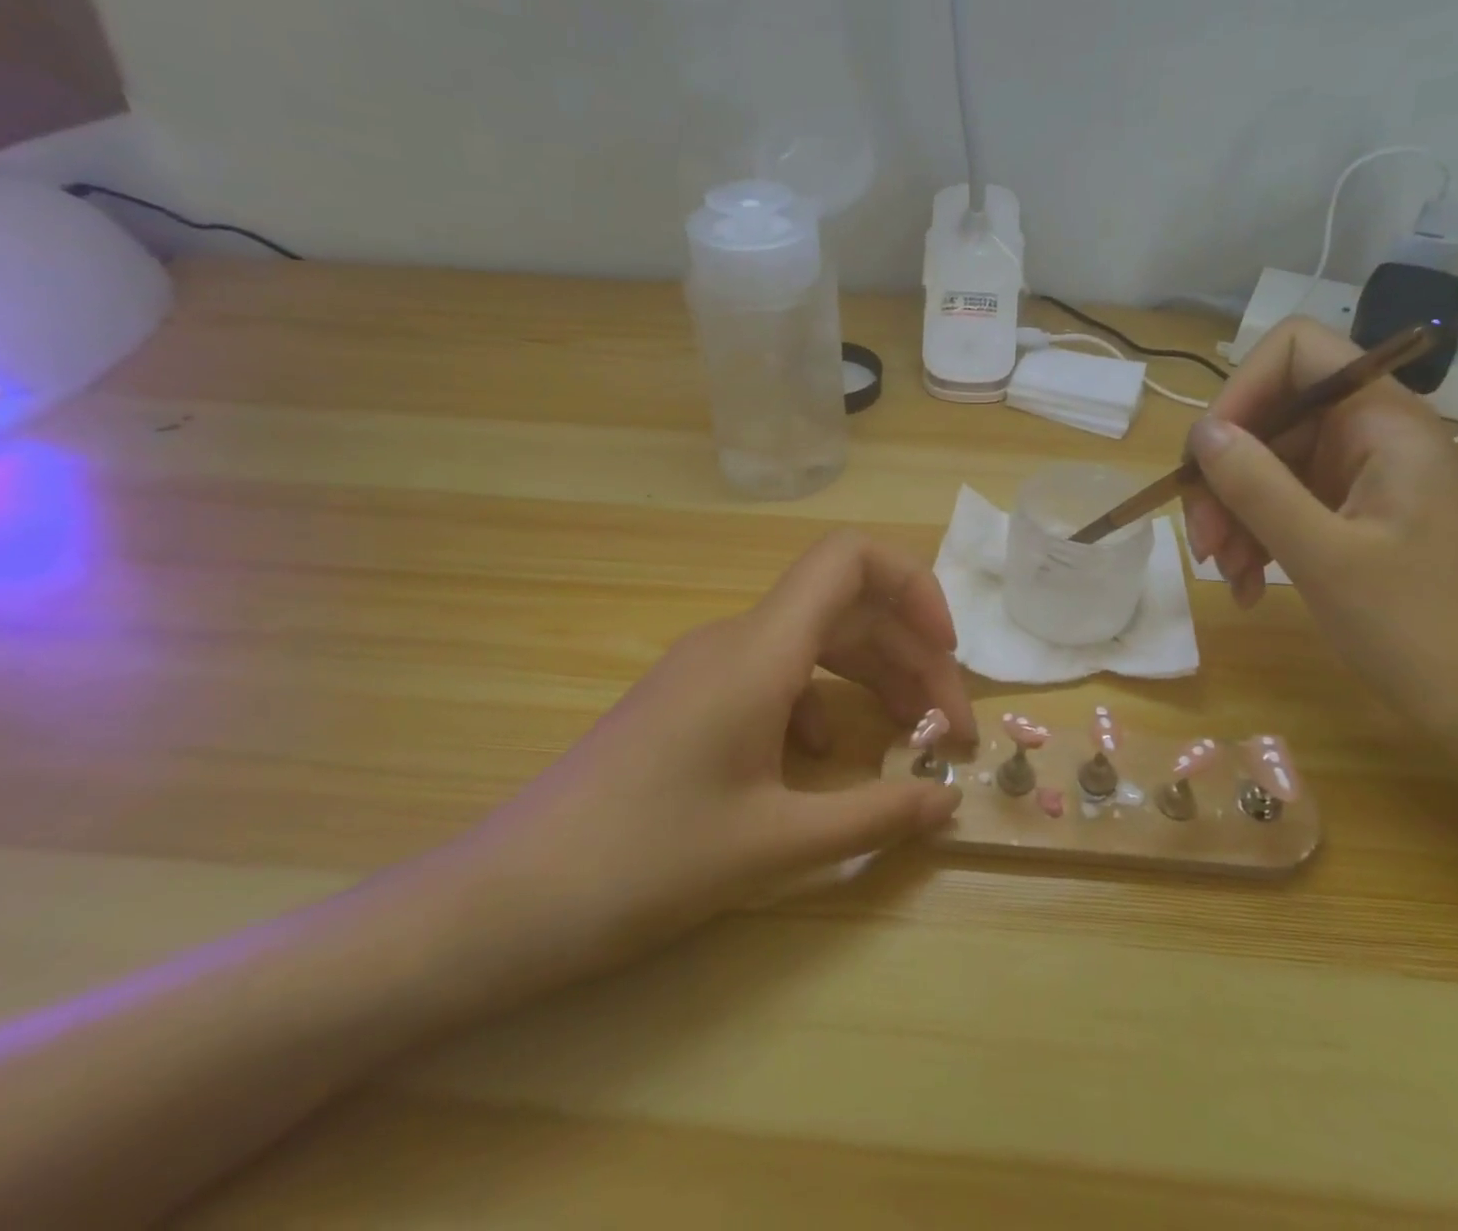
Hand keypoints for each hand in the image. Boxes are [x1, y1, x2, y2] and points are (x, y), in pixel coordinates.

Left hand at [433, 531, 974, 996]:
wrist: (508, 898)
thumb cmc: (645, 862)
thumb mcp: (775, 844)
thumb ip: (874, 817)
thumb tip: (948, 804)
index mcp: (760, 651)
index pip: (850, 559)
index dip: (913, 586)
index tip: (947, 652)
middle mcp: (737, 640)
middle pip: (848, 610)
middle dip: (910, 659)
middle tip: (949, 733)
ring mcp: (710, 668)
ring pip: (816, 646)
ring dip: (872, 683)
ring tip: (909, 744)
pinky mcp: (692, 699)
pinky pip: (778, 679)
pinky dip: (823, 706)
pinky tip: (827, 762)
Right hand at [1179, 318, 1457, 742]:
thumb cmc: (1419, 628)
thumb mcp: (1324, 556)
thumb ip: (1257, 486)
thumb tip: (1201, 433)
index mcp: (1383, 423)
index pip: (1296, 351)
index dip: (1241, 390)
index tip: (1208, 457)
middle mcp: (1370, 435)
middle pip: (1268, 417)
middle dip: (1223, 475)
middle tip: (1204, 541)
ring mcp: (1359, 476)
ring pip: (1265, 464)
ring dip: (1232, 514)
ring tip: (1226, 572)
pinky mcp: (1350, 514)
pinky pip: (1280, 503)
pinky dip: (1253, 537)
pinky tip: (1246, 585)